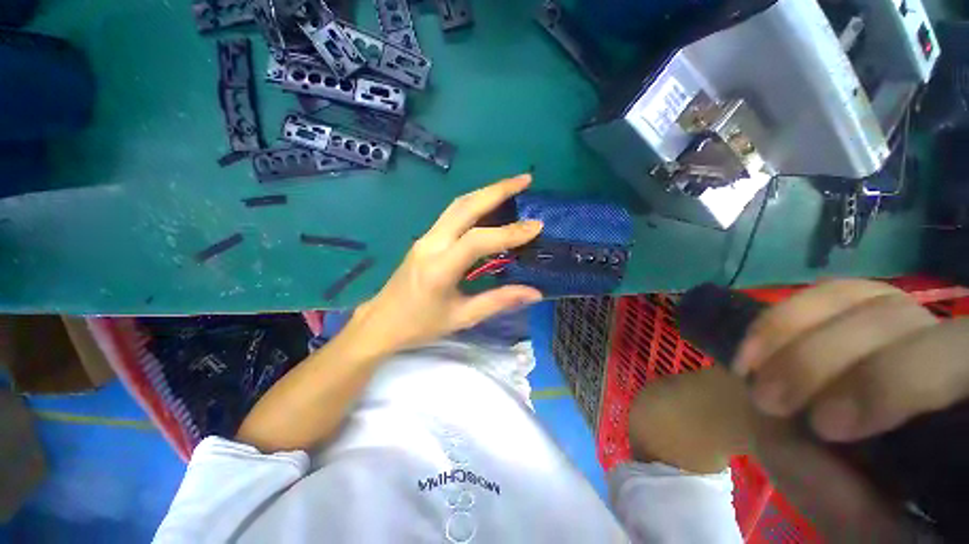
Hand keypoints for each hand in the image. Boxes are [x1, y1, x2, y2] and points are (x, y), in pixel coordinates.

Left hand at [346, 174, 542, 356]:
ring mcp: (425, 238)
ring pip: (457, 205)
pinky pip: (451, 214)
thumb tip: (534, 292)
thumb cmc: (420, 325)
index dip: (509, 233)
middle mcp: (431, 244)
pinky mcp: (425, 238)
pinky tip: (491, 204)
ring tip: (513, 185)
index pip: (478, 240)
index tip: (537, 226)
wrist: (381, 322)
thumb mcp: (462, 318)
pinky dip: (474, 204)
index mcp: (440, 268)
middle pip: (465, 207)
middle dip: (497, 189)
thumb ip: (498, 301)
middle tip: (526, 179)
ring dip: (485, 191)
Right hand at [732, 279, 968, 539]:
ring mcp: (928, 328)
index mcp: (962, 389)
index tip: (825, 422)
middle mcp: (953, 344)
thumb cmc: (901, 522)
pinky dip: (812, 316)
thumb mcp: (878, 531)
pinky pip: (859, 303)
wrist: (917, 493)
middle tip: (766, 393)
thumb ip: (847, 500)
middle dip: (835, 351)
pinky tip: (774, 336)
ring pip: (875, 297)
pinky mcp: (901, 326)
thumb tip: (785, 443)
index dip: (896, 380)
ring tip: (753, 358)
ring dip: (808, 321)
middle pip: (903, 318)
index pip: (949, 359)